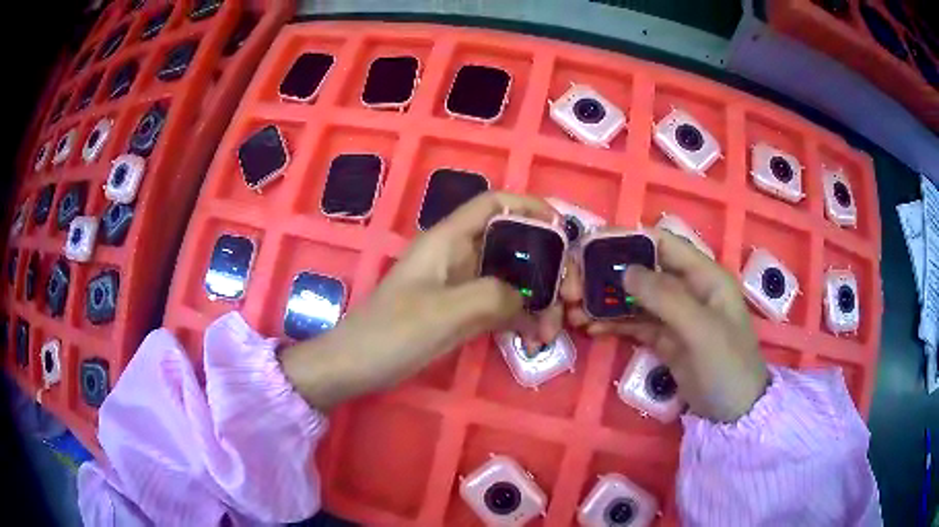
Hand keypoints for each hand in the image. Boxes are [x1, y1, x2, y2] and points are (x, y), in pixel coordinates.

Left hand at [280, 192, 563, 409]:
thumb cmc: (391, 333)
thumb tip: (529, 301)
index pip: (494, 204)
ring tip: (551, 332)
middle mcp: (457, 255)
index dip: (531, 207)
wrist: (355, 366)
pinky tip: (533, 339)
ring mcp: (459, 284)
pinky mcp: (460, 311)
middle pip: (513, 243)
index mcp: (447, 240)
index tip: (564, 230)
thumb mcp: (444, 313)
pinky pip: (500, 304)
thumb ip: (493, 297)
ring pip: (511, 278)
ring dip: (537, 300)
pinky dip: (520, 318)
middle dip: (547, 267)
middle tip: (569, 298)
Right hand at [562, 229, 768, 422]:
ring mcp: (675, 315)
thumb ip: (666, 298)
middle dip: (610, 274)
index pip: (663, 244)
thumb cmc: (727, 365)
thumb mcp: (700, 330)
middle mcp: (688, 288)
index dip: (629, 240)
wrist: (733, 413)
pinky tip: (591, 328)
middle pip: (644, 269)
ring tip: (574, 309)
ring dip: (607, 301)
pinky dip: (614, 323)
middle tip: (575, 285)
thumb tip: (625, 271)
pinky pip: (635, 323)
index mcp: (704, 275)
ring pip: (636, 297)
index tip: (591, 245)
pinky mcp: (664, 339)